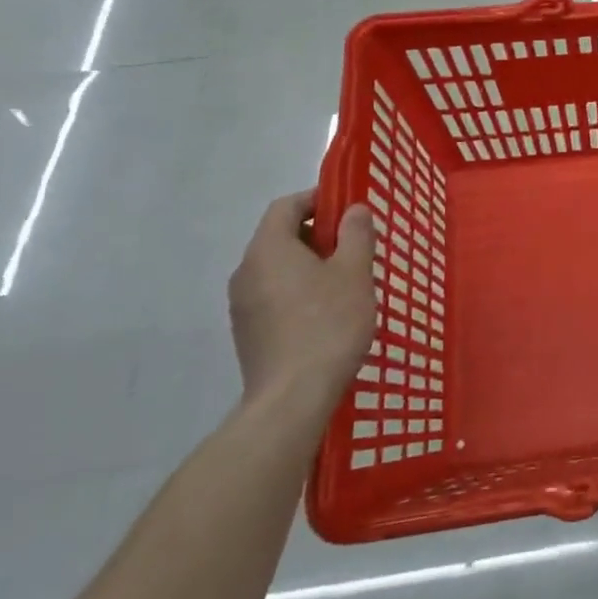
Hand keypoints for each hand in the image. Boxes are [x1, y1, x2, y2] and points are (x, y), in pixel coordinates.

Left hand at [229, 191, 377, 408]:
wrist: (292, 399)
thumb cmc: (328, 324)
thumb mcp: (355, 272)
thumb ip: (355, 233)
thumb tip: (353, 210)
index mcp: (268, 249)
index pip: (286, 206)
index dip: (317, 199)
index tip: (348, 209)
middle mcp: (246, 272)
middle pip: (280, 236)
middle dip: (318, 233)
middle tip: (355, 245)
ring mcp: (242, 306)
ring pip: (278, 267)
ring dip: (310, 264)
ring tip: (346, 280)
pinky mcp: (248, 333)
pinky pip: (274, 295)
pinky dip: (299, 290)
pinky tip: (327, 312)